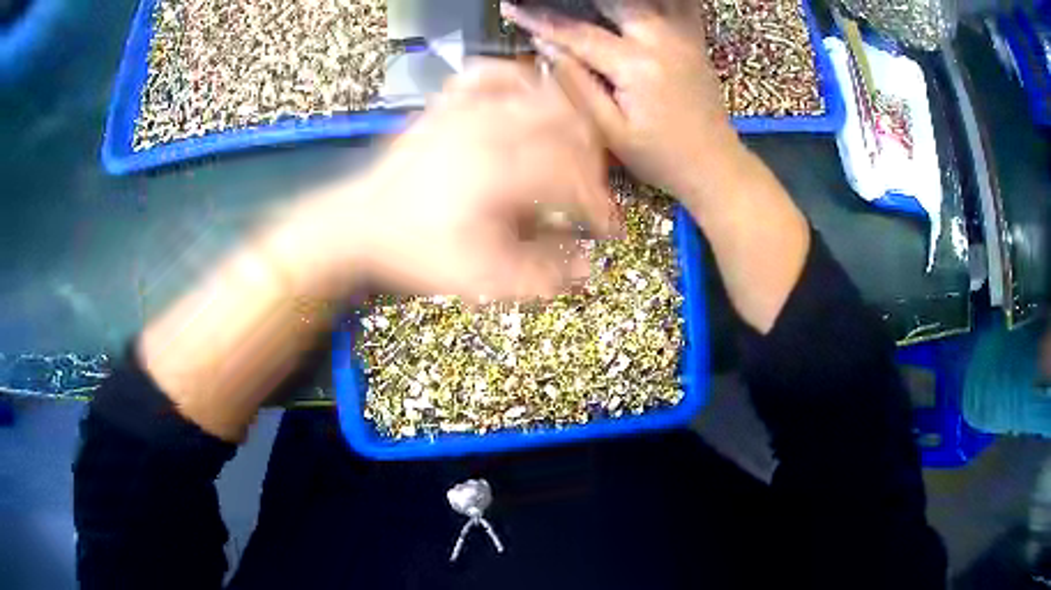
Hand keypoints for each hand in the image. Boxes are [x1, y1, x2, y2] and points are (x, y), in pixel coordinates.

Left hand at [297, 59, 620, 301]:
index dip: (600, 205)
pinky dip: (517, 81)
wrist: (358, 225)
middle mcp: (491, 128)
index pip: (574, 177)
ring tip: (568, 150)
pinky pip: (491, 74)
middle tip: (589, 193)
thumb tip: (590, 266)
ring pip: (540, 94)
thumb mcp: (480, 277)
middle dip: (591, 163)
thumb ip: (540, 273)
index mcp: (502, 171)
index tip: (608, 228)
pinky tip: (524, 100)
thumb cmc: (416, 252)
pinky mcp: (448, 104)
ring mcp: (466, 109)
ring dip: (566, 121)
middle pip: (569, 127)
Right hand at [501, 0, 745, 198]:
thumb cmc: (660, 157)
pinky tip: (634, 7)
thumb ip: (577, 85)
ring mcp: (682, 36)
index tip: (511, 8)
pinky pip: (678, 4)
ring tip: (589, 2)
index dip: (541, 20)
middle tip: (549, 1)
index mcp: (637, 66)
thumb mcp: (611, 132)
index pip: (578, 33)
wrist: (715, 165)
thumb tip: (546, 47)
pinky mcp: (694, 40)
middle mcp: (662, 40)